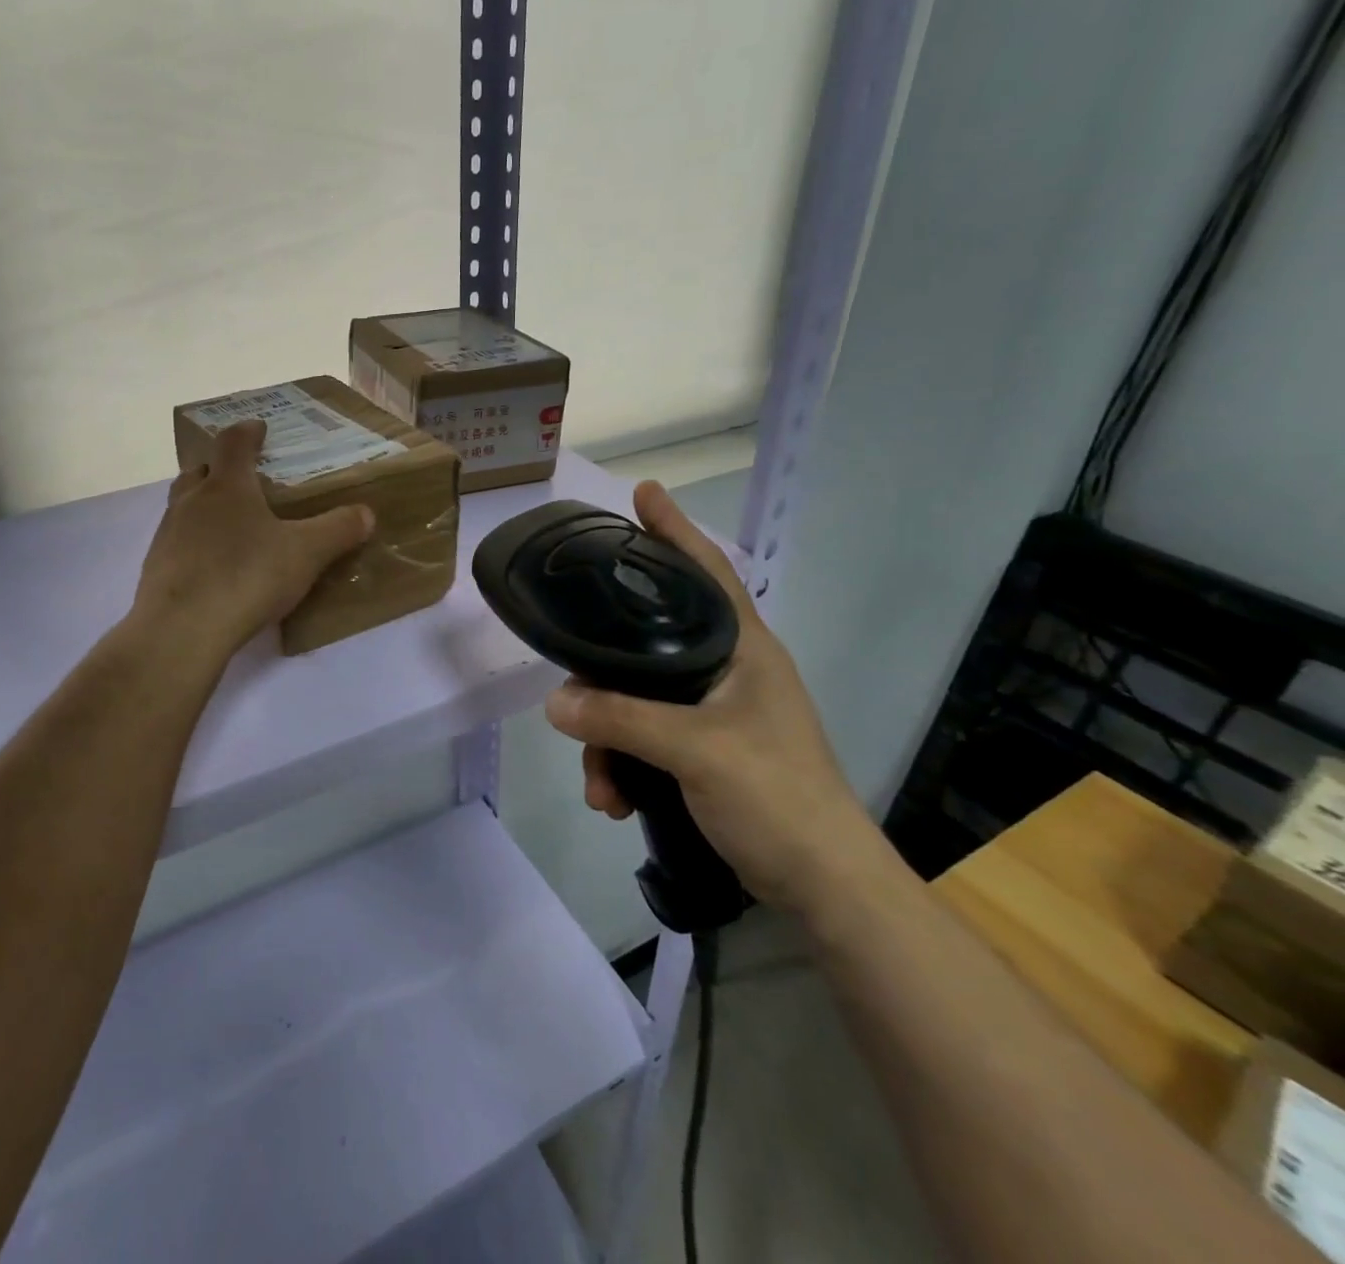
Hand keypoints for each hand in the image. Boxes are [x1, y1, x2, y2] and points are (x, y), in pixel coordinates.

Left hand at [133, 420, 375, 659]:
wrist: (181, 630)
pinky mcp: (156, 567)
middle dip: (220, 469)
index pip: (233, 443)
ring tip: (230, 524)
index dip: (248, 431)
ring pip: (183, 505)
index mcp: (227, 487)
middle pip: (200, 471)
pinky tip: (212, 566)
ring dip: (203, 505)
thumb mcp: (305, 554)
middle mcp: (191, 501)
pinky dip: (194, 542)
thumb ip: (337, 530)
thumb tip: (366, 513)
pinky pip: (177, 542)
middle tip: (243, 479)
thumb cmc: (246, 577)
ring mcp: (168, 534)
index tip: (259, 428)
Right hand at [542, 481, 886, 916]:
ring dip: (606, 740)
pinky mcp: (702, 750)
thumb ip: (623, 720)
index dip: (674, 530)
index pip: (706, 570)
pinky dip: (621, 766)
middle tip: (571, 694)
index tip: (642, 493)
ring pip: (636, 699)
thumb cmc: (777, 797)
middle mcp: (725, 670)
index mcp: (741, 648)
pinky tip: (612, 800)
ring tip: (598, 786)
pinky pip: (643, 739)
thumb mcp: (696, 751)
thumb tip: (555, 702)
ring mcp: (713, 712)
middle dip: (602, 676)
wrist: (823, 885)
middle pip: (646, 644)